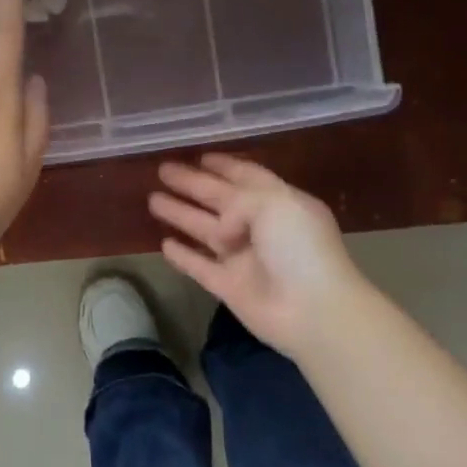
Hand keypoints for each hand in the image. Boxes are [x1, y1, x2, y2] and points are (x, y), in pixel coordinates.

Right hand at [150, 154, 367, 357]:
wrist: (313, 311)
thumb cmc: (299, 248)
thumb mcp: (274, 204)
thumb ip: (238, 201)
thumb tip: (221, 227)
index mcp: (280, 203)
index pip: (247, 177)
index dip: (224, 165)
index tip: (199, 156)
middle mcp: (261, 228)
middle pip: (219, 200)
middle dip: (192, 184)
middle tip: (162, 170)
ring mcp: (244, 258)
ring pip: (204, 230)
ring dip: (181, 214)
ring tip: (152, 200)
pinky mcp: (229, 287)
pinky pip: (200, 267)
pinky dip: (183, 256)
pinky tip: (164, 244)